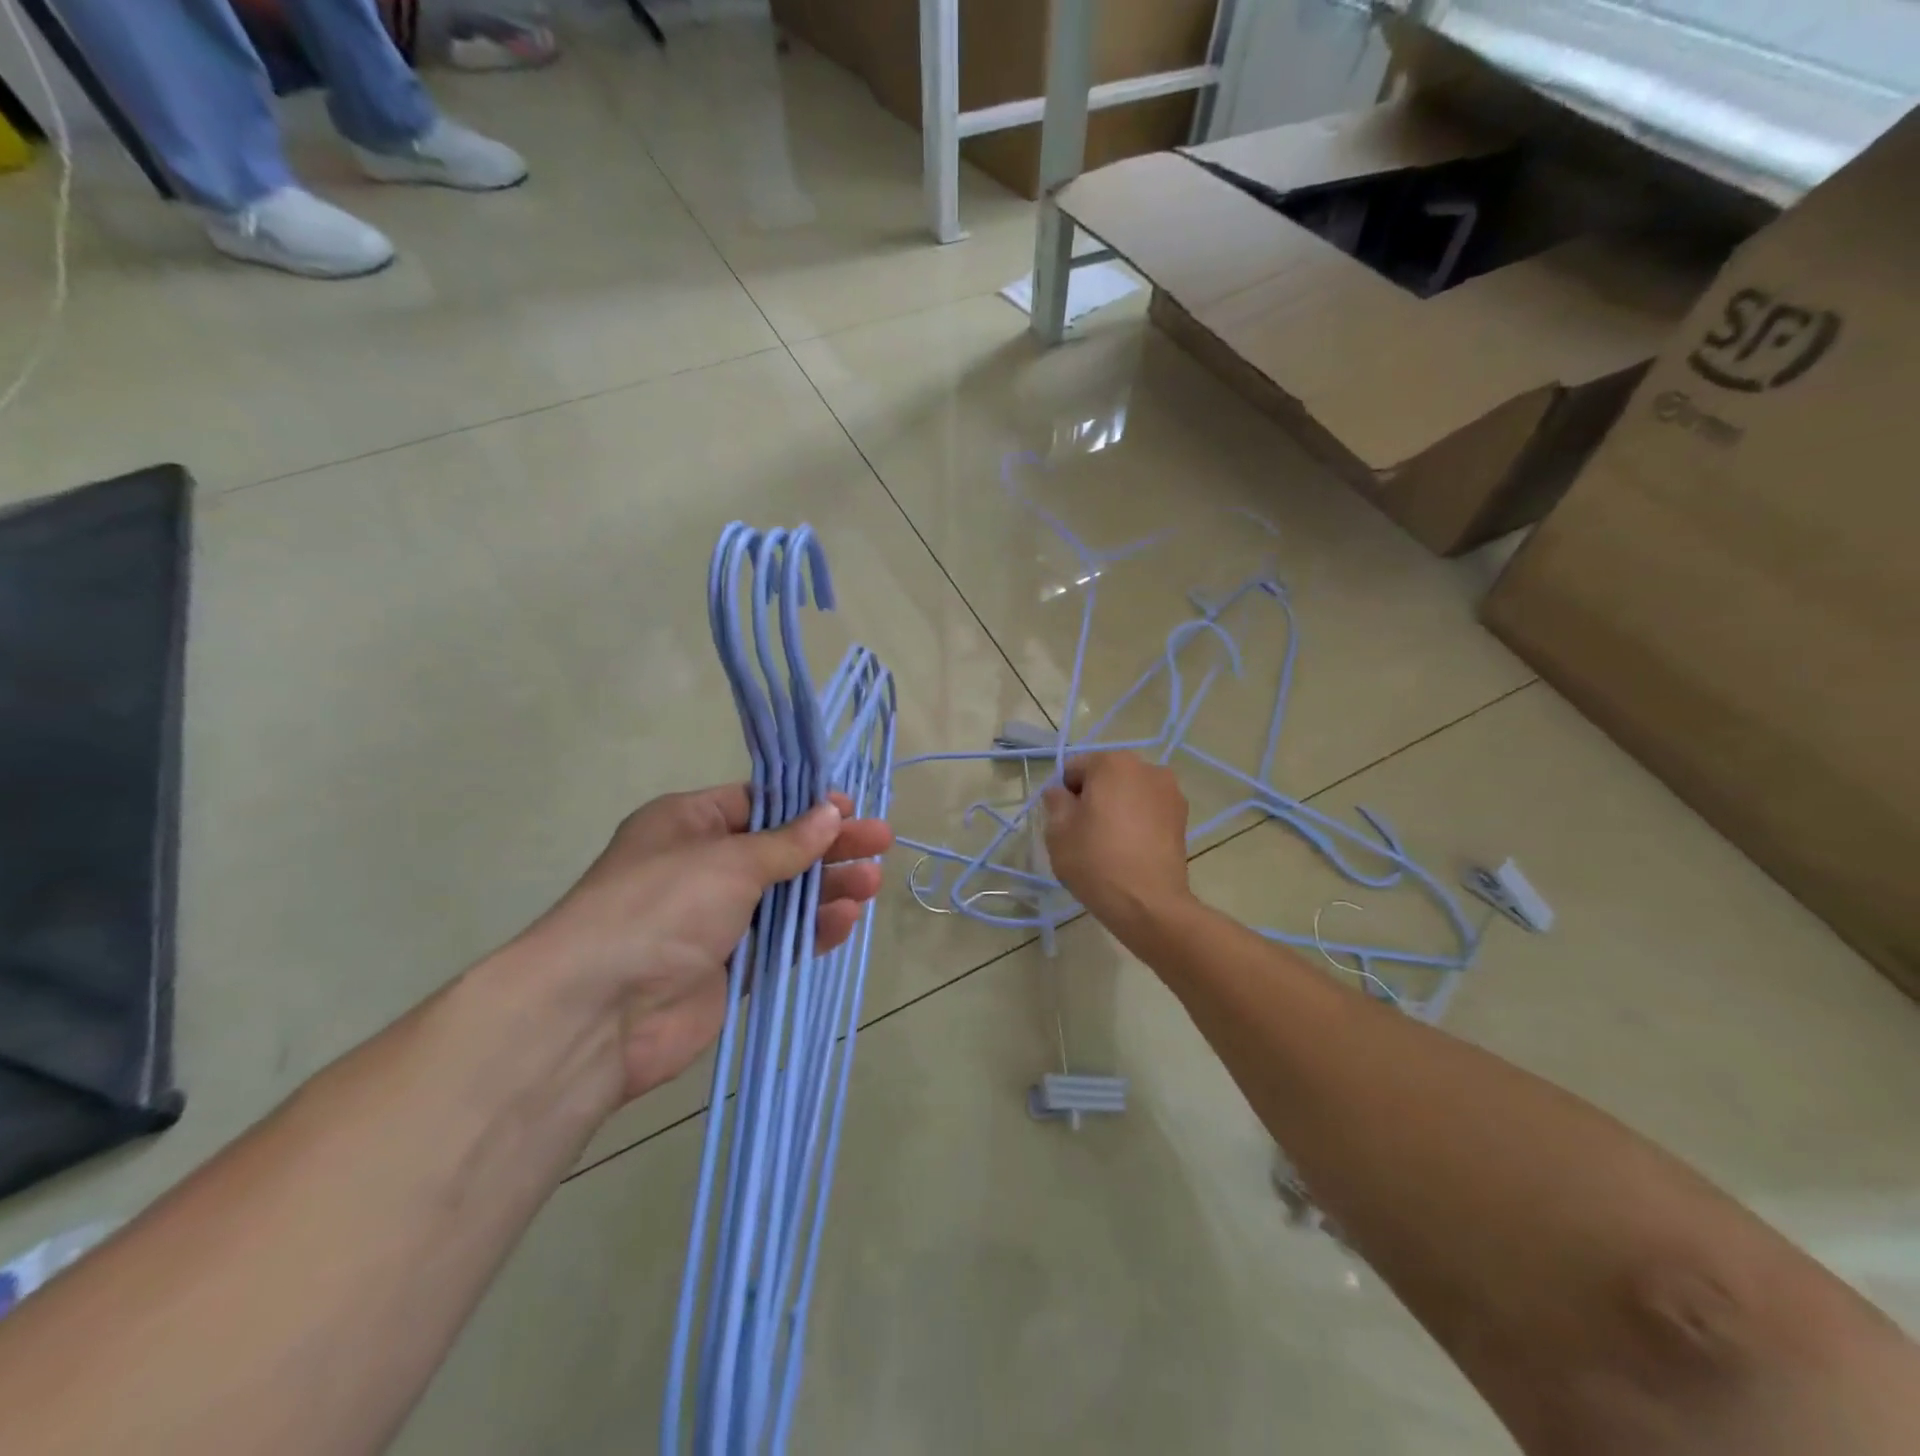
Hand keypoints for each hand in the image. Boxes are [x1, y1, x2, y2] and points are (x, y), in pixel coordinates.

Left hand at [509, 785, 892, 1103]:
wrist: (600, 1011)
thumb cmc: (662, 907)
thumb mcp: (729, 860)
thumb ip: (787, 843)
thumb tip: (831, 813)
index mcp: (687, 824)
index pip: (756, 804)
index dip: (805, 805)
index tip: (850, 808)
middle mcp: (700, 868)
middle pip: (778, 850)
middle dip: (829, 846)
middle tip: (881, 842)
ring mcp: (714, 921)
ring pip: (784, 897)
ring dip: (827, 888)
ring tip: (872, 882)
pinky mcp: (727, 969)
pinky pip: (779, 942)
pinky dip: (812, 930)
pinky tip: (847, 920)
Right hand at [1042, 752, 1191, 935]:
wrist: (1149, 904)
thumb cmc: (1096, 861)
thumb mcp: (1057, 831)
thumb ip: (1055, 802)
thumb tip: (1061, 793)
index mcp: (1112, 763)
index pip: (1074, 769)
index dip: (1063, 795)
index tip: (1064, 823)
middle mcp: (1146, 767)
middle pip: (1106, 777)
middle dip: (1093, 798)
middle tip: (1084, 833)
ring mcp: (1169, 791)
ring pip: (1129, 793)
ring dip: (1117, 808)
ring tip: (1110, 843)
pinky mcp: (1183, 817)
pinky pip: (1149, 810)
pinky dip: (1138, 821)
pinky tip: (1131, 849)